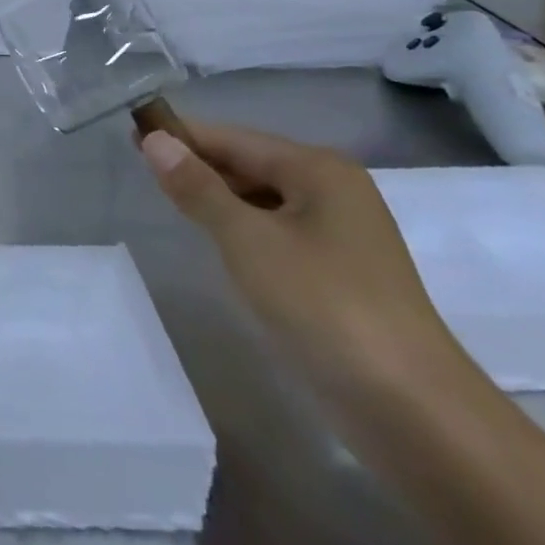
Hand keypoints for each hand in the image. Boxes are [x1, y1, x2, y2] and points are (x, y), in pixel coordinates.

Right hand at [136, 120, 468, 401]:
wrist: (412, 411)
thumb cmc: (323, 305)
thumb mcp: (247, 240)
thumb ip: (198, 188)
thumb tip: (155, 140)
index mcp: (318, 170)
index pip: (234, 139)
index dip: (183, 135)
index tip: (132, 133)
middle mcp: (334, 191)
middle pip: (251, 165)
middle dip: (199, 166)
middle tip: (140, 167)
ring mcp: (341, 235)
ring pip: (263, 200)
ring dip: (218, 198)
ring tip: (167, 200)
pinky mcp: (340, 274)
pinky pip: (277, 232)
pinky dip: (242, 228)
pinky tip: (215, 241)